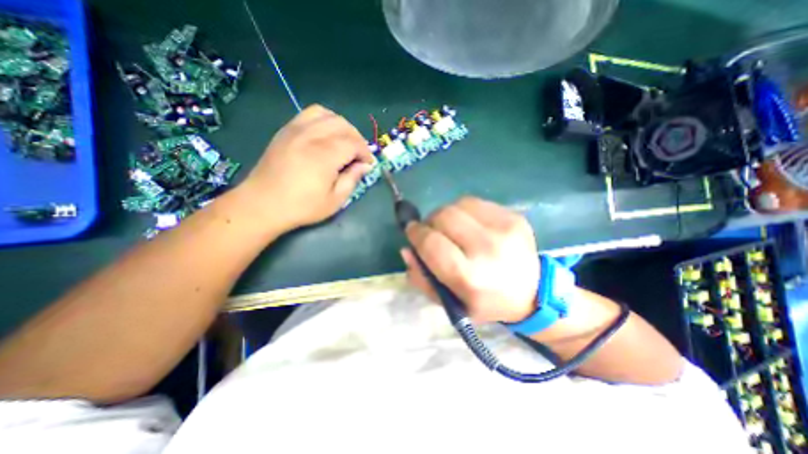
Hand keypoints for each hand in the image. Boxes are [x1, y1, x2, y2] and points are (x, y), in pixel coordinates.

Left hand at [234, 104, 371, 232]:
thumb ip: (352, 179)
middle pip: (343, 125)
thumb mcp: (335, 200)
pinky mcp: (286, 130)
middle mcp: (311, 136)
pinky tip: (326, 135)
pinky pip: (309, 114)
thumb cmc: (302, 206)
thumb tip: (365, 166)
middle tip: (359, 155)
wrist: (262, 204)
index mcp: (324, 155)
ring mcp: (295, 130)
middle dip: (357, 138)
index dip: (365, 152)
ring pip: (327, 115)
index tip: (368, 164)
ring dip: (342, 126)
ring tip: (344, 142)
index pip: (353, 143)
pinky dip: (324, 120)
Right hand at [401, 196, 537, 324]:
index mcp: (470, 277)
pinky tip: (470, 225)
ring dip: (447, 214)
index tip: (411, 231)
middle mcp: (488, 249)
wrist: (532, 293)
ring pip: (458, 204)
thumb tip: (407, 249)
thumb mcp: (449, 302)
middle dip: (430, 222)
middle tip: (432, 231)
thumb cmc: (484, 301)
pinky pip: (476, 202)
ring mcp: (504, 229)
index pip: (431, 243)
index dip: (416, 233)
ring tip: (452, 228)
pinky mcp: (514, 216)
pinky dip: (464, 211)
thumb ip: (421, 278)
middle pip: (444, 216)